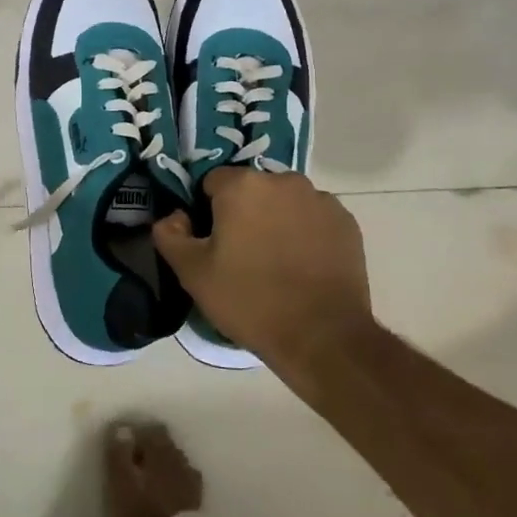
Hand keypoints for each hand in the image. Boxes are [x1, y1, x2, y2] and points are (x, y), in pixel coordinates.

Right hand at [152, 169, 372, 364]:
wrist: (322, 336)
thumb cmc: (250, 300)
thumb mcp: (192, 273)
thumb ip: (170, 235)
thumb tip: (174, 217)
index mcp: (242, 185)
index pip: (212, 182)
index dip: (207, 210)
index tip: (211, 241)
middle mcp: (283, 180)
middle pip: (252, 189)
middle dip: (243, 213)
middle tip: (240, 254)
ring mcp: (320, 200)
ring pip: (285, 202)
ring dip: (276, 220)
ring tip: (275, 262)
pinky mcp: (346, 222)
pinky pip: (313, 218)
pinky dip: (305, 233)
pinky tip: (302, 266)